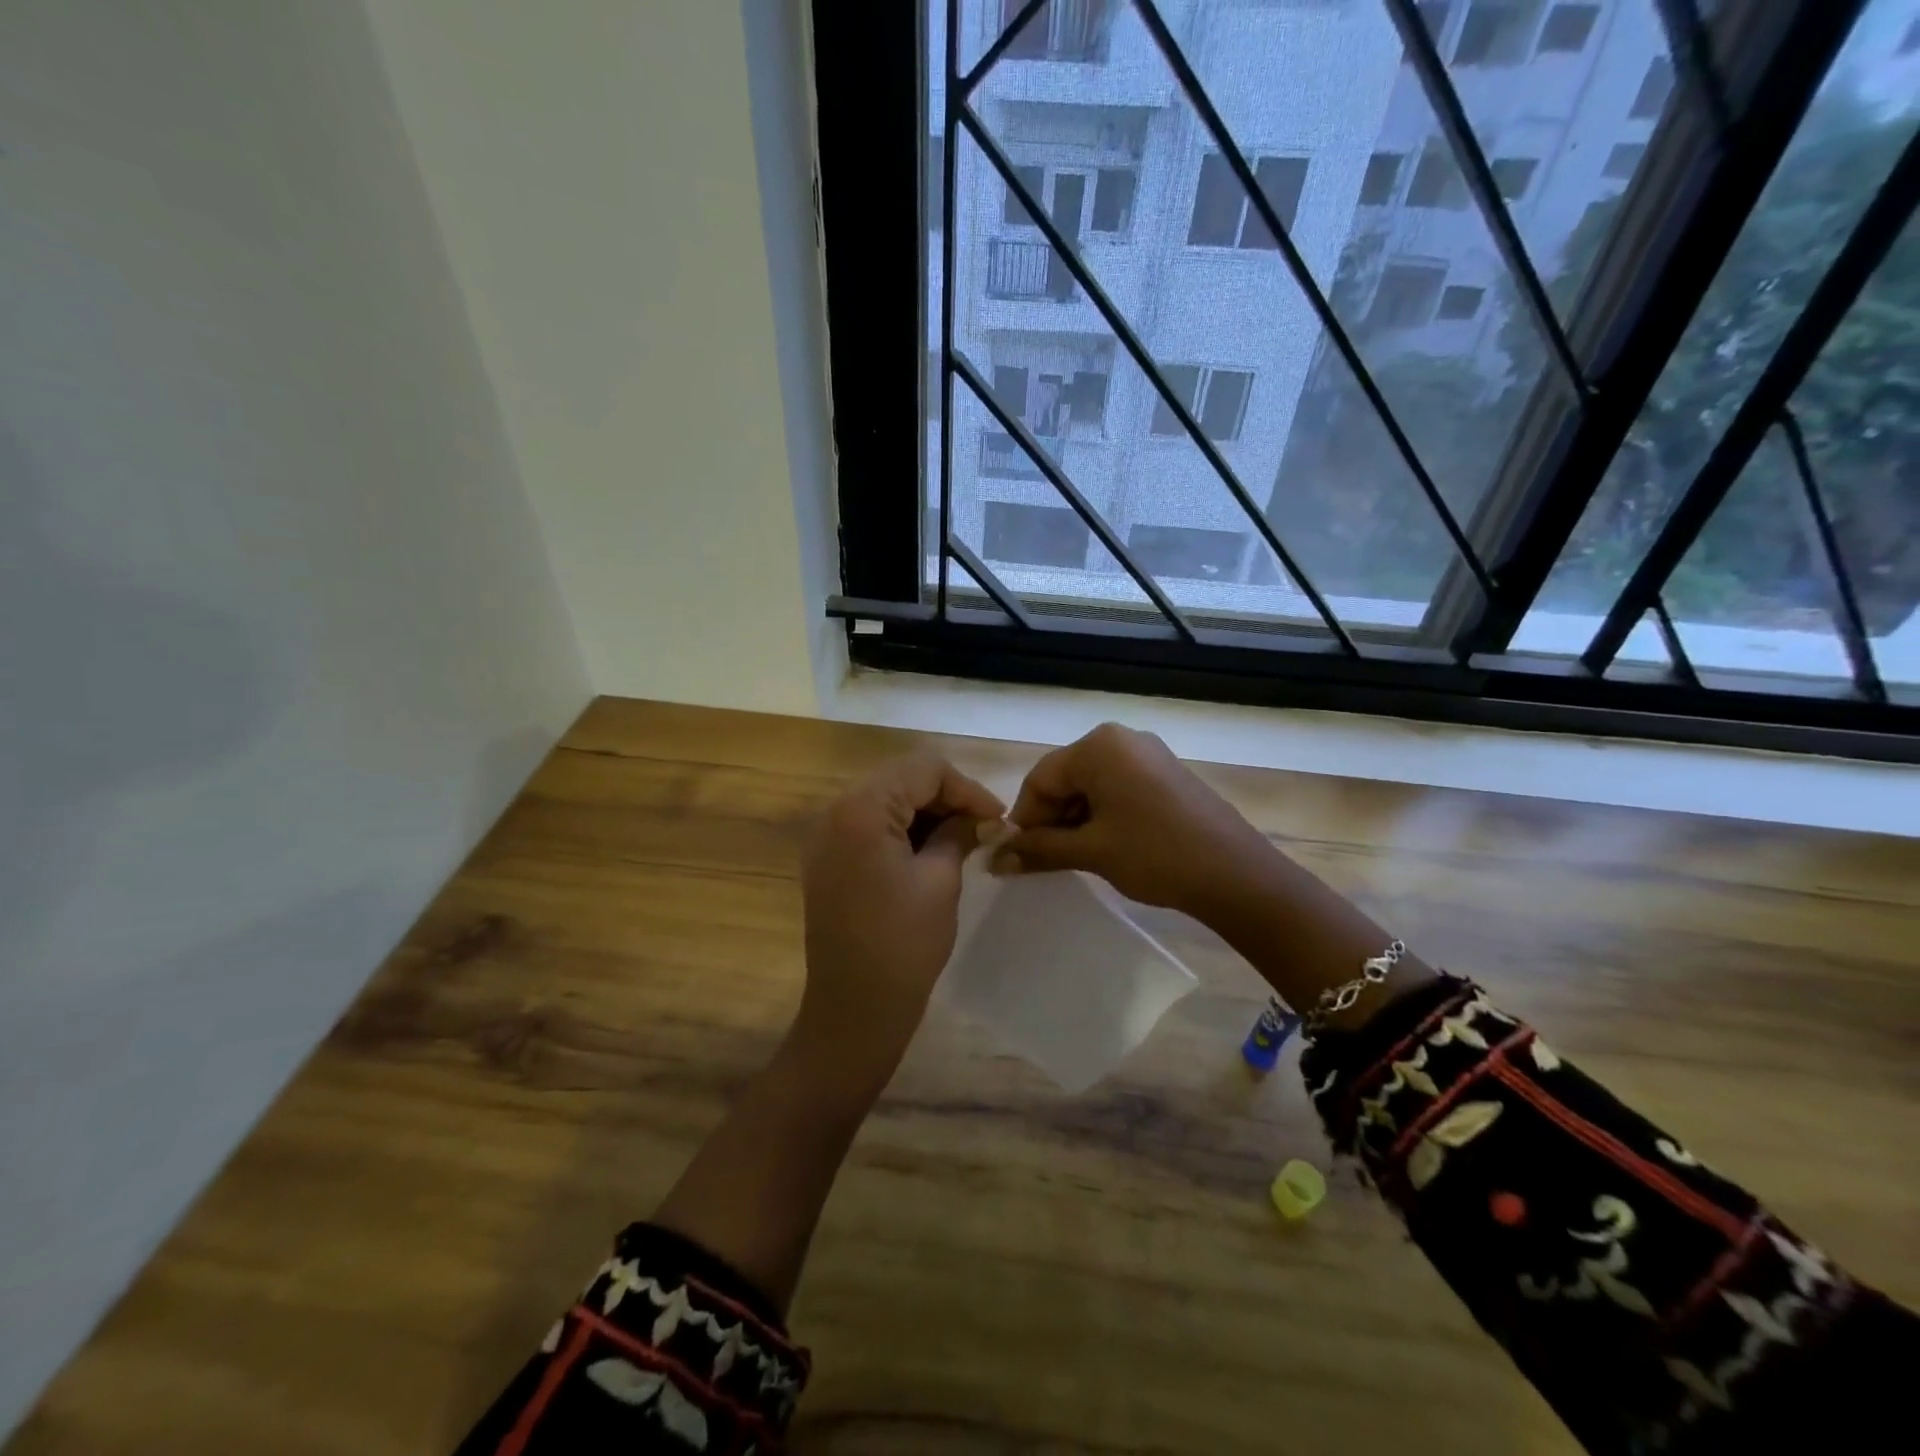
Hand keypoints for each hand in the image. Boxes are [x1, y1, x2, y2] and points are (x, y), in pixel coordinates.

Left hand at [795, 752, 1003, 1087]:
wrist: (854, 1008)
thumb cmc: (903, 943)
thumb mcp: (941, 880)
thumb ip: (960, 833)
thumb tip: (982, 817)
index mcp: (861, 808)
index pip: (924, 769)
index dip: (967, 788)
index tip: (998, 817)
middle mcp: (835, 810)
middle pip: (902, 778)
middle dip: (947, 797)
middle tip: (985, 826)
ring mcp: (826, 835)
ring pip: (887, 799)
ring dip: (926, 812)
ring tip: (964, 839)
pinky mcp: (828, 858)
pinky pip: (871, 825)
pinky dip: (903, 829)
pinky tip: (932, 850)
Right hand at [994, 723, 1280, 924]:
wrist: (1236, 874)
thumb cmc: (1156, 855)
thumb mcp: (1091, 852)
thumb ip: (1039, 849)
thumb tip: (995, 859)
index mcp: (1098, 746)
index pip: (1040, 778)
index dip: (1025, 819)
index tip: (1020, 855)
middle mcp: (1121, 739)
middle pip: (1065, 778)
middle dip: (1051, 819)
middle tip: (1048, 860)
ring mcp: (1147, 754)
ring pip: (1091, 785)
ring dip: (1075, 820)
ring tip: (1078, 857)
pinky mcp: (1165, 773)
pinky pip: (1117, 788)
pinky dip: (1102, 815)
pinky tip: (1106, 846)